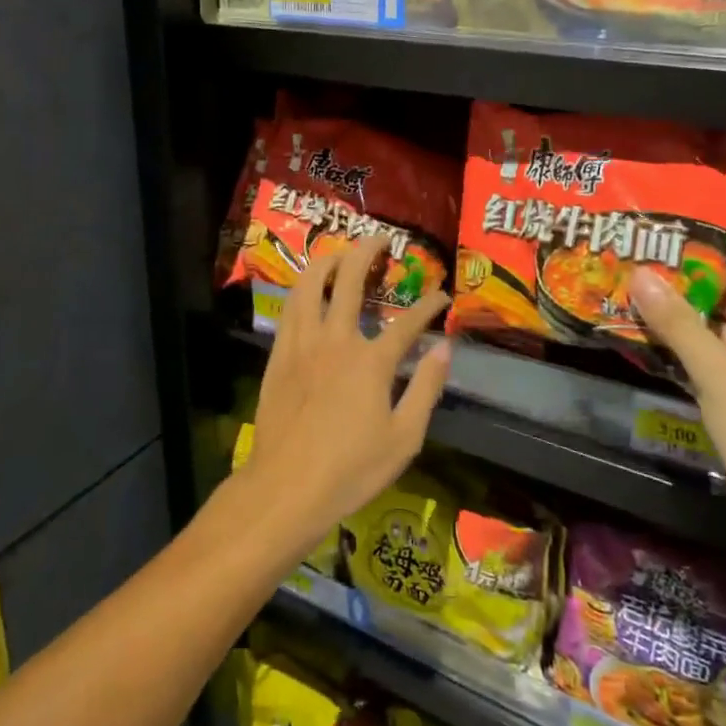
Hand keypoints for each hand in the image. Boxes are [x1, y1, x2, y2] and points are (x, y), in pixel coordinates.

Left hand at [242, 233, 451, 558]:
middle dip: (367, 252)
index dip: (428, 306)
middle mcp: (336, 340)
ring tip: (340, 252)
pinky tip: (308, 289)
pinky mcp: (279, 356)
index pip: (408, 323)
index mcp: (371, 361)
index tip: (442, 295)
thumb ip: (426, 388)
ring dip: (327, 261)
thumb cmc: (351, 469)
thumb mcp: (404, 437)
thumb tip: (445, 349)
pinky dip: (302, 290)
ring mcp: (302, 345)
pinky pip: (289, 309)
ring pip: (310, 285)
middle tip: (380, 238)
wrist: (286, 487)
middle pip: (350, 281)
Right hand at [628, 264, 725, 586]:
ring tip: (645, 317)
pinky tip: (668, 361)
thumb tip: (642, 275)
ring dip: (698, 337)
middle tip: (645, 288)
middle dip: (698, 304)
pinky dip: (709, 369)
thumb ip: (679, 325)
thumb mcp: (720, 376)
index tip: (663, 264)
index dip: (712, 271)